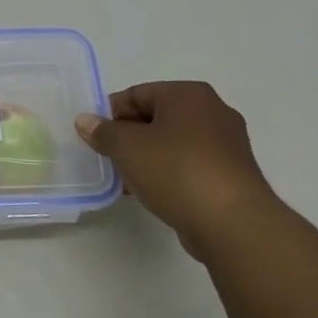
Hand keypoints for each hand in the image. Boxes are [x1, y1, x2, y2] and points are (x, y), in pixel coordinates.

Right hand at [75, 81, 277, 257]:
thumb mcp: (127, 147)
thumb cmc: (176, 170)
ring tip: (124, 179)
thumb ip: (102, 131)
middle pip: (156, 117)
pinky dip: (168, 173)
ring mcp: (227, 145)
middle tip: (106, 157)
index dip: (110, 113)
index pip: (138, 94)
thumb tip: (85, 121)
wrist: (232, 223)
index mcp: (189, 94)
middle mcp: (213, 112)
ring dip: (146, 157)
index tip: (92, 135)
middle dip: (128, 136)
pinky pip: (189, 165)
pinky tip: (150, 192)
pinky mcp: (232, 175)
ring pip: (173, 143)